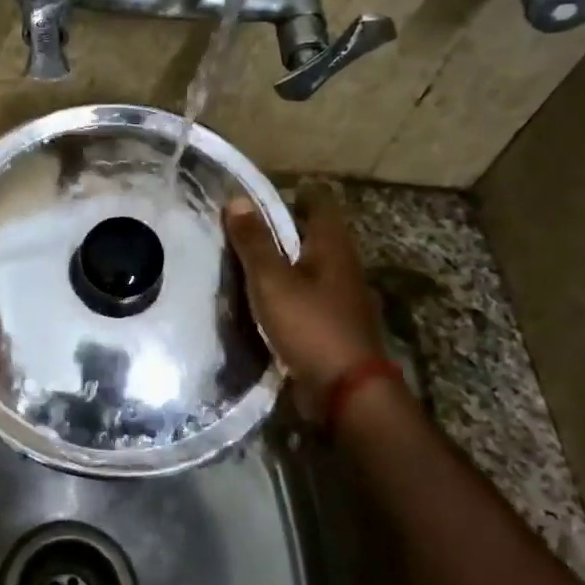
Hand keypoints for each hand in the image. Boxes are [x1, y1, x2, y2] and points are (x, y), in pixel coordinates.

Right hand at [224, 184, 385, 421]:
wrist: (346, 391)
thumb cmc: (309, 325)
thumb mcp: (272, 280)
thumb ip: (254, 242)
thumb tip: (238, 199)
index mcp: (333, 247)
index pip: (319, 203)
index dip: (294, 194)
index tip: (261, 195)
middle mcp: (342, 267)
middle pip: (314, 235)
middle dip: (284, 228)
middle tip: (244, 227)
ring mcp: (341, 299)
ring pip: (310, 267)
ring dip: (284, 262)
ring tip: (247, 262)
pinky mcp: (333, 326)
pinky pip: (307, 297)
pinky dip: (287, 292)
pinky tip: (264, 301)